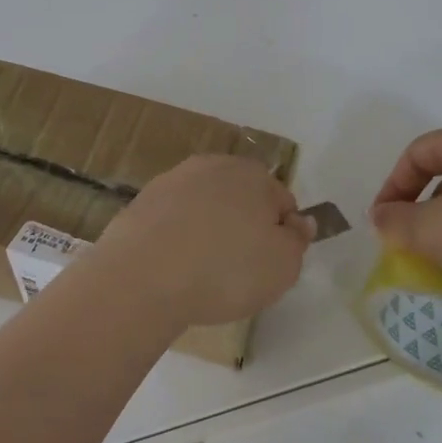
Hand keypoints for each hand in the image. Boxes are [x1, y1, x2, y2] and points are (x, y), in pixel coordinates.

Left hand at [95, 155, 312, 327]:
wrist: (142, 276)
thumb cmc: (225, 270)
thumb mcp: (283, 266)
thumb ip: (297, 241)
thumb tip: (299, 221)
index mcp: (253, 174)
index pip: (282, 201)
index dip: (283, 234)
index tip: (272, 265)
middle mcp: (213, 166)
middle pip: (241, 197)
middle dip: (244, 226)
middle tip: (240, 270)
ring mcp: (173, 180)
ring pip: (205, 206)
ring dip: (209, 230)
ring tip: (203, 272)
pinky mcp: (142, 201)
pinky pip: (173, 220)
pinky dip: (178, 238)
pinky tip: (174, 267)